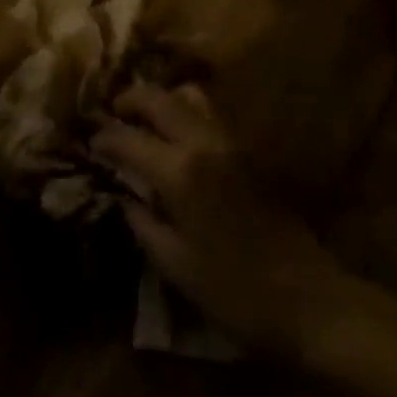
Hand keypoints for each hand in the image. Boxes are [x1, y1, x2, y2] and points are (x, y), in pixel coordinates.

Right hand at [93, 83, 345, 356]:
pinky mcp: (250, 150)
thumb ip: (141, 220)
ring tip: (142, 121)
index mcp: (180, 171)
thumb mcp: (174, 263)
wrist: (308, 298)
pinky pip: (209, 114)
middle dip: (128, 101)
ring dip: (159, 101)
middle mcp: (204, 142)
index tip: (89, 143)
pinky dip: (184, 112)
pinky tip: (175, 136)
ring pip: (188, 97)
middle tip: (111, 115)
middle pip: (158, 98)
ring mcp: (231, 141)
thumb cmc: (233, 290)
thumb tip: (121, 195)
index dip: (103, 137)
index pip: (127, 137)